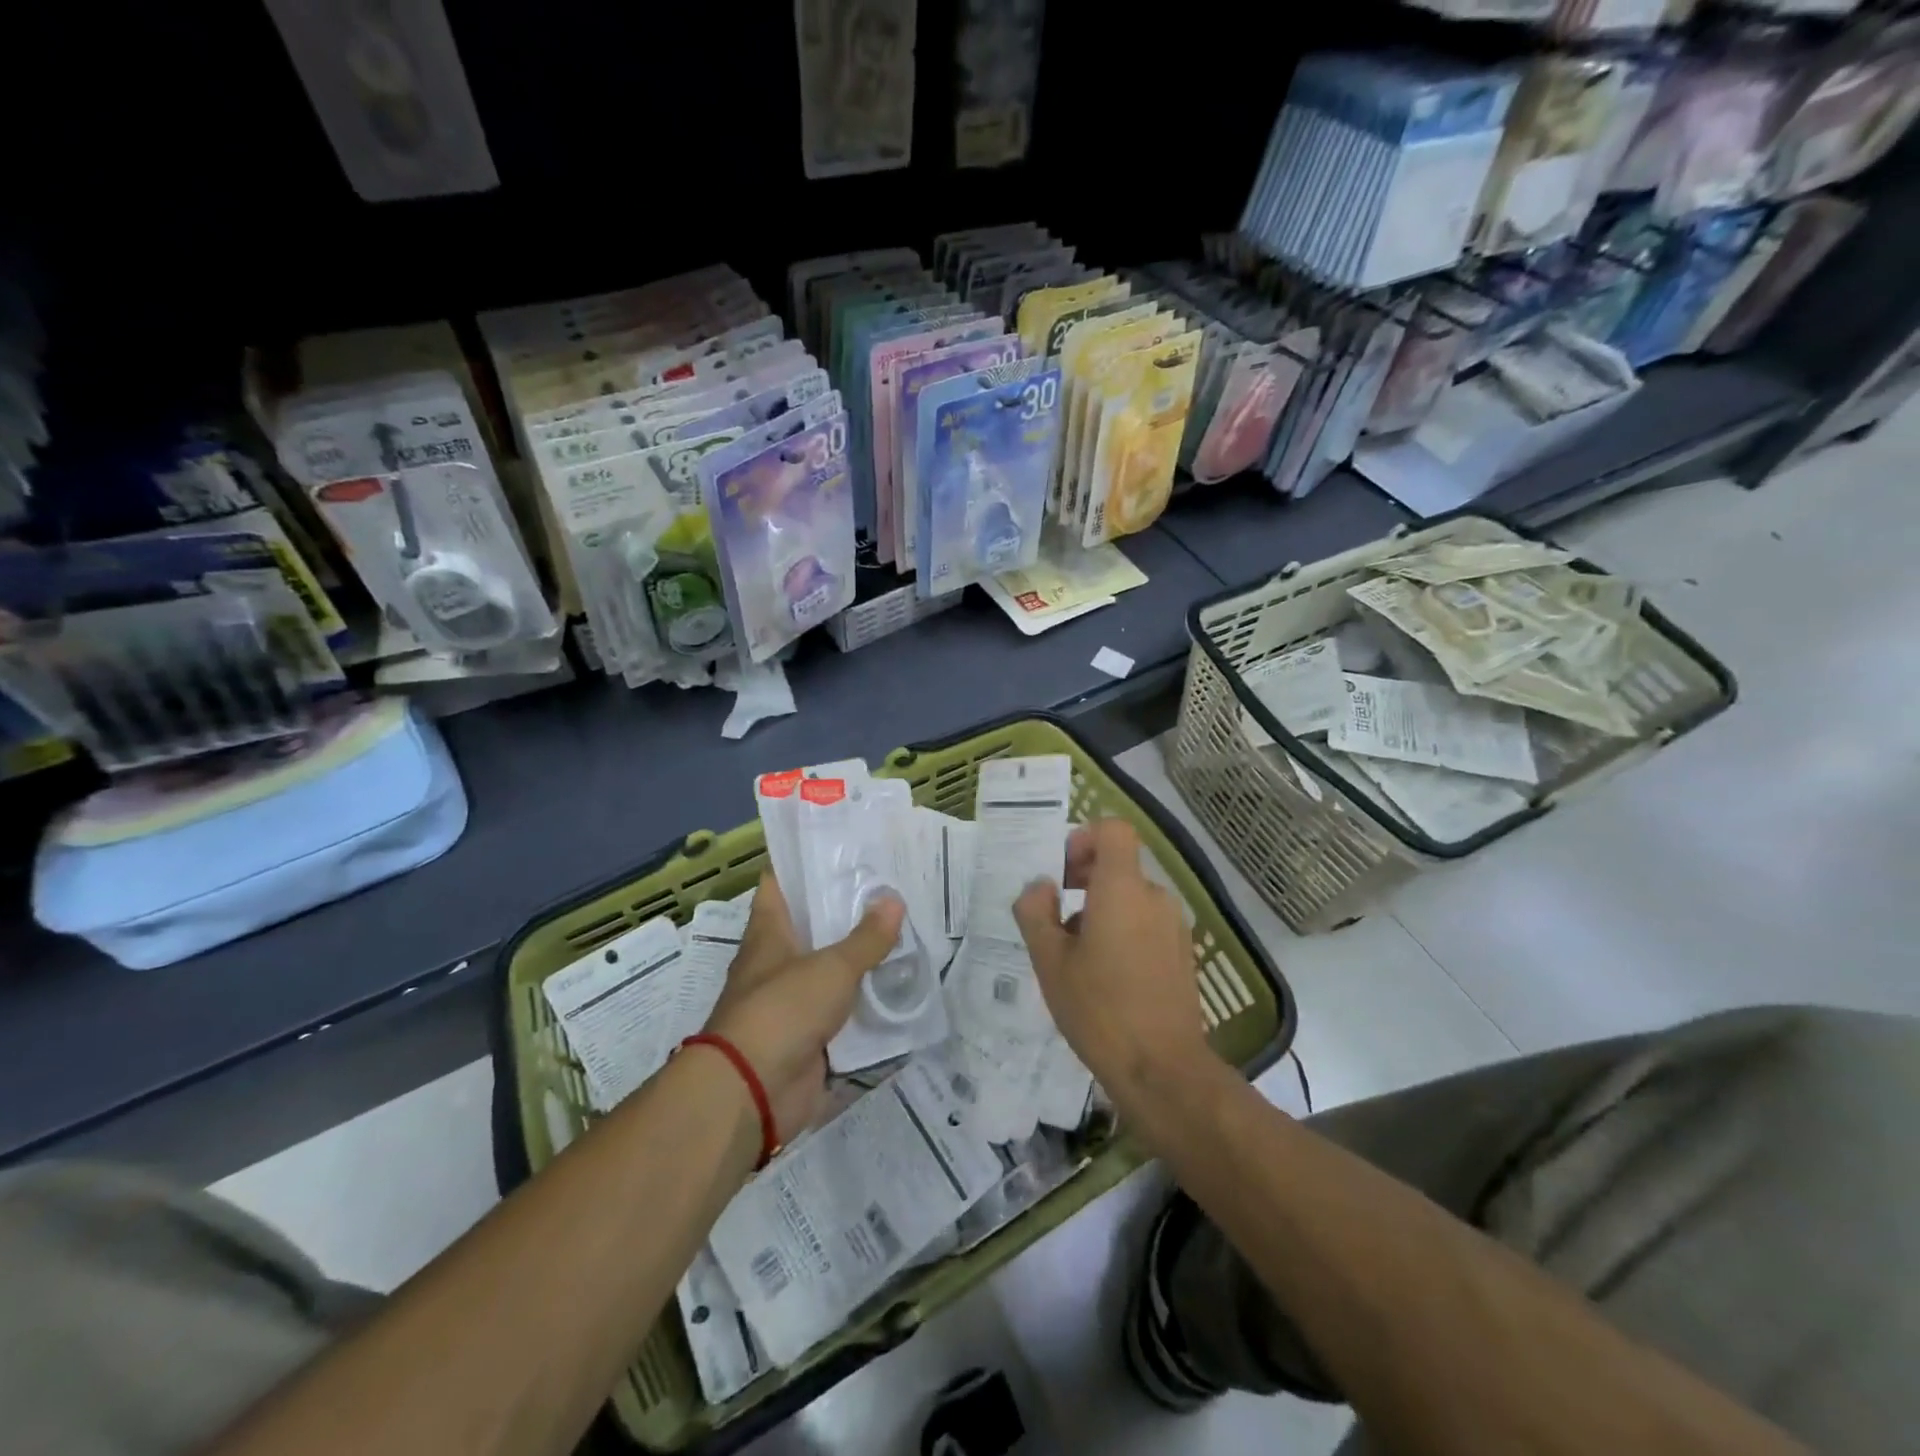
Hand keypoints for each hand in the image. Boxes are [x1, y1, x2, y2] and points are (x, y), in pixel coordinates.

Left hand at [702, 872, 904, 1144]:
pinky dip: (865, 1001)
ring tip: (903, 931)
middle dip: (846, 909)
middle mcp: (776, 962)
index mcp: (769, 933)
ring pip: (830, 968)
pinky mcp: (809, 1036)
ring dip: (859, 956)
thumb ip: (866, 938)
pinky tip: (898, 985)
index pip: (780, 884)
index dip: (804, 863)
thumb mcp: (831, 968)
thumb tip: (893, 899)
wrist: (752, 1093)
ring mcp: (792, 1001)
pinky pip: (842, 1010)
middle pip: (811, 925)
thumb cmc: (782, 1011)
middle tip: (890, 887)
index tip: (841, 846)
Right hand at [1012, 819, 1217, 1114]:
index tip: (1062, 871)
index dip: (1085, 838)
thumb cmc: (1098, 1008)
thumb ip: (1036, 912)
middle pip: (1119, 866)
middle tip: (1056, 918)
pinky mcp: (1183, 953)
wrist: (1162, 1069)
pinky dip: (1124, 932)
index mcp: (1122, 889)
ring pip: (1131, 898)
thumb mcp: (1049, 960)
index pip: (1114, 831)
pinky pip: (1147, 923)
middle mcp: (1155, 897)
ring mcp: (1174, 926)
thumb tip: (1040, 886)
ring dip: (1101, 911)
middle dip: (1084, 881)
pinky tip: (1106, 976)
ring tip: (1077, 955)